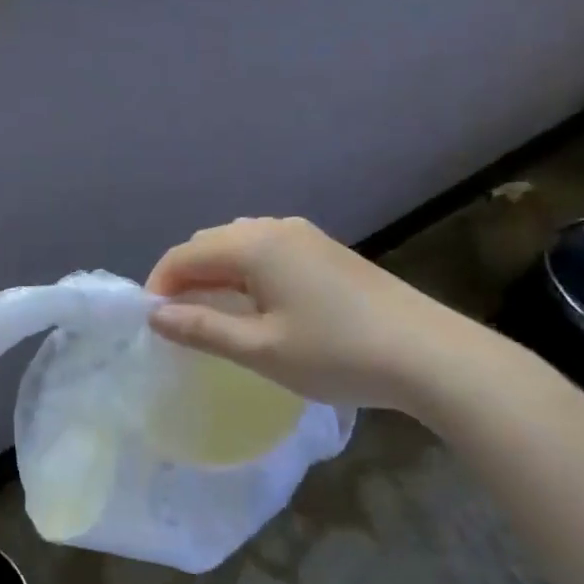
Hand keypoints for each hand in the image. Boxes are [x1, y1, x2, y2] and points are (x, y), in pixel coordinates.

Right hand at [145, 217, 491, 411]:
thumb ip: (201, 329)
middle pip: (210, 242)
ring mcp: (305, 236)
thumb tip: (155, 315)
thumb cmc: (337, 354)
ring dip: (216, 273)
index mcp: (253, 245)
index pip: (185, 254)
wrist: (431, 355)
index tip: (153, 323)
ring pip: (239, 244)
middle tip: (180, 322)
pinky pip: (267, 250)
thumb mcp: (260, 349)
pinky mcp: (327, 250)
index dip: (160, 285)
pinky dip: (245, 271)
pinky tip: (256, 303)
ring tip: (214, 315)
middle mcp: (275, 228)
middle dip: (185, 276)